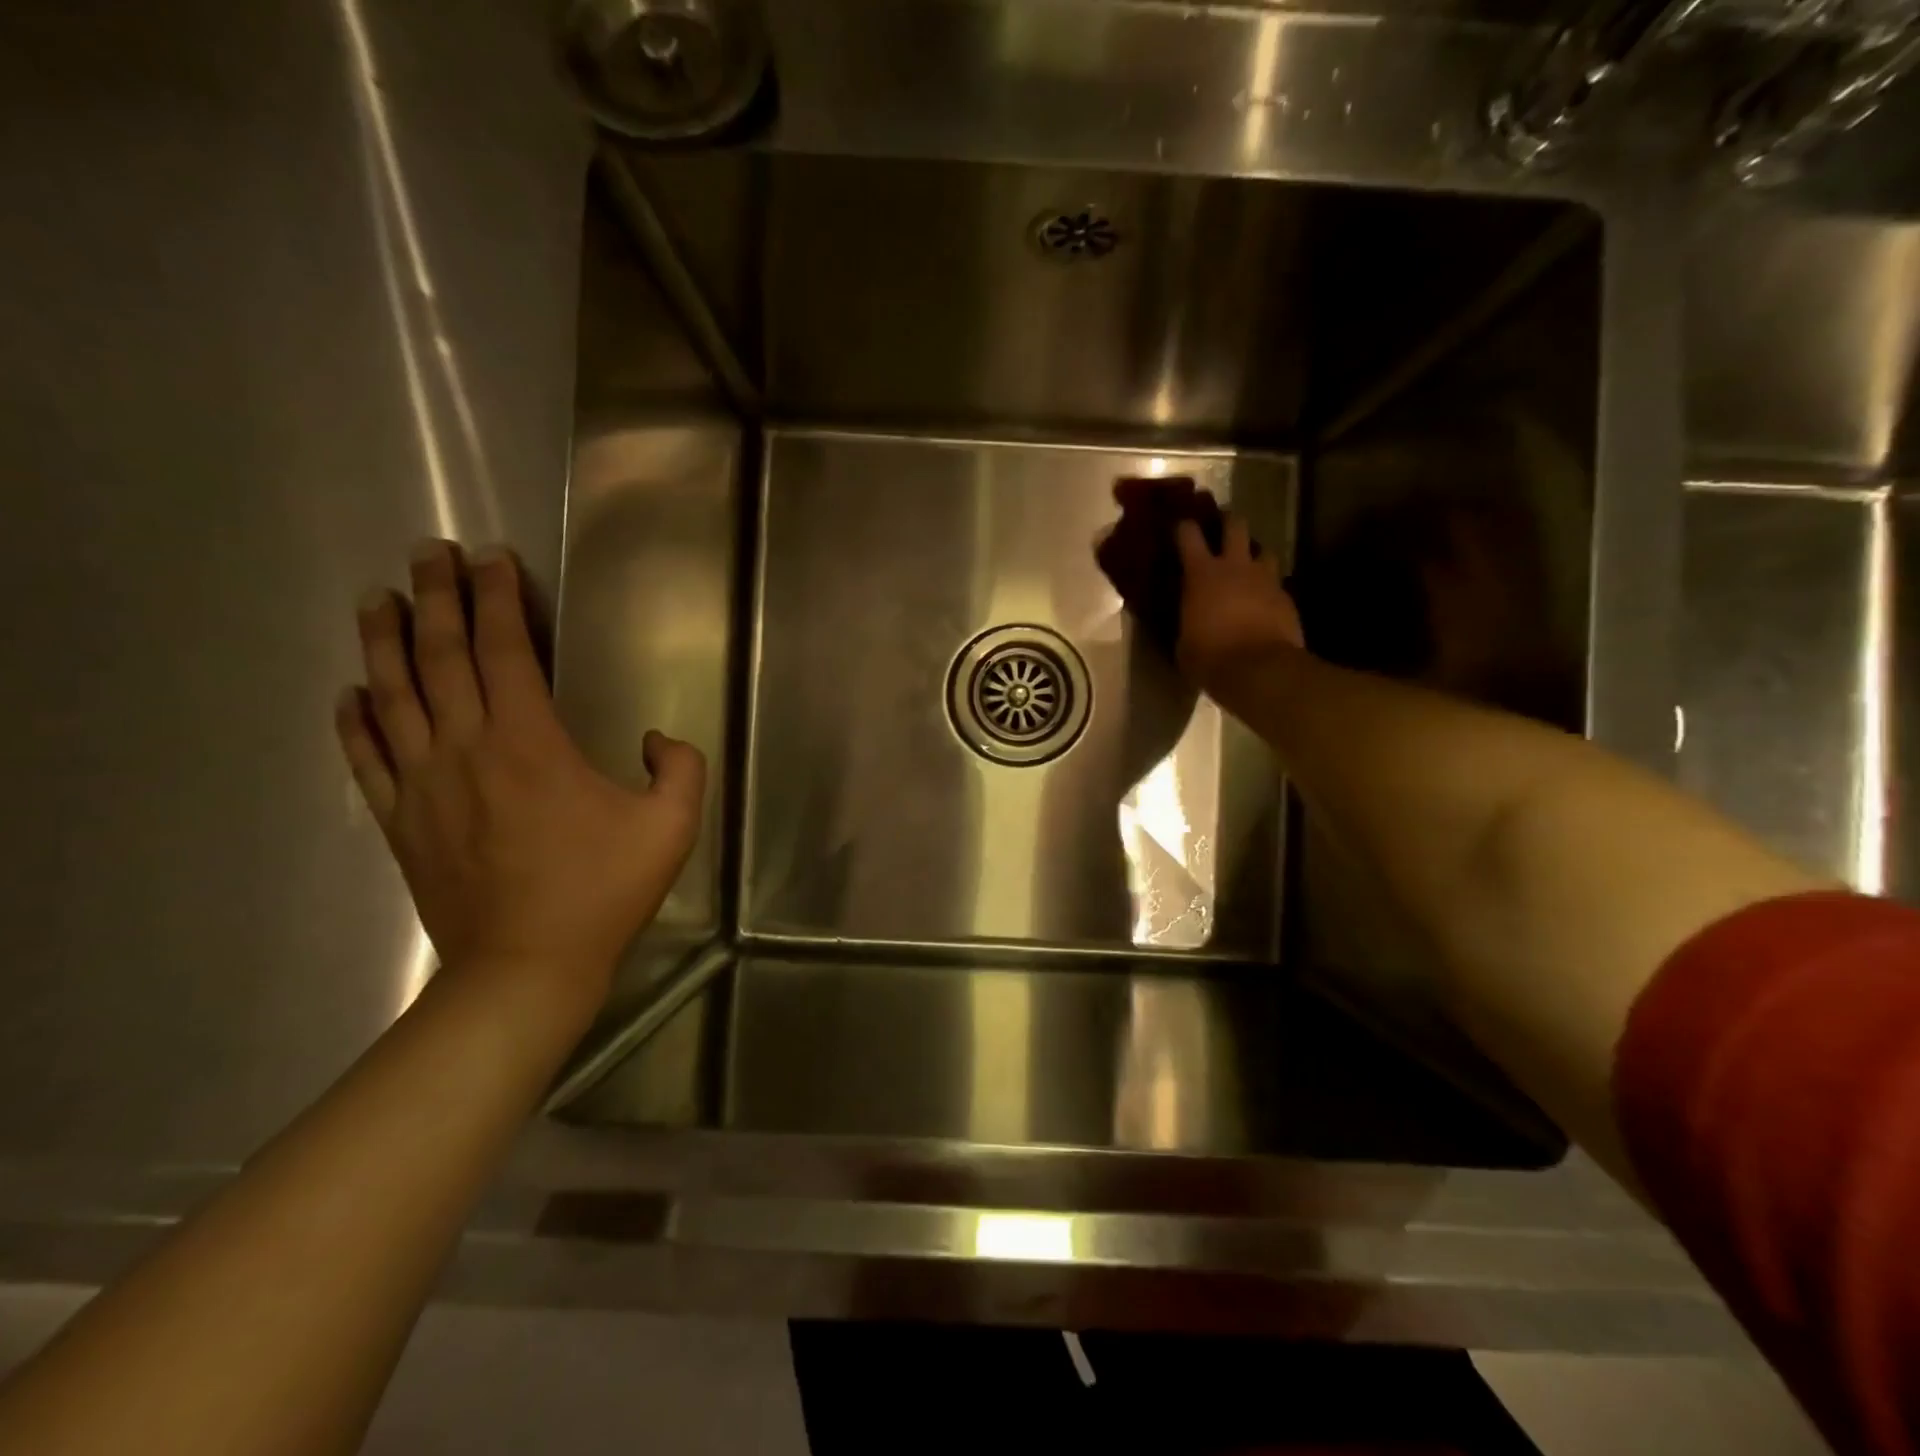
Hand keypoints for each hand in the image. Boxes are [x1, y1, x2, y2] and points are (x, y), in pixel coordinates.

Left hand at [335, 541, 704, 1024]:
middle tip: (428, 553)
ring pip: (392, 696)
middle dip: (437, 598)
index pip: (506, 652)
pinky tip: (350, 692)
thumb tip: (656, 739)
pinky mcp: (401, 821)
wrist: (527, 966)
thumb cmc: (602, 891)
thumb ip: (679, 768)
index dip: (498, 600)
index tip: (492, 559)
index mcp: (530, 743)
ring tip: (379, 599)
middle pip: (441, 658)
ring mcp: (423, 785)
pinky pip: (366, 758)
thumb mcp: (671, 826)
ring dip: (385, 642)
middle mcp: (466, 749)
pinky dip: (354, 720)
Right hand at [1174, 515, 1305, 694]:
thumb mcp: (1183, 642)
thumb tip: (1188, 621)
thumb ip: (1186, 621)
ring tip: (1248, 566)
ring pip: (1264, 550)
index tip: (1179, 526)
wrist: (1260, 671)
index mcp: (1202, 574)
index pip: (1189, 534)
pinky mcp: (1287, 598)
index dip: (1183, 527)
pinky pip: (1276, 583)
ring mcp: (1266, 580)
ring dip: (1254, 555)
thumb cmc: (1210, 657)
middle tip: (1221, 526)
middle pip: (1236, 525)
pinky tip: (1263, 602)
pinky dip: (1268, 588)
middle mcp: (1235, 567)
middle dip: (1228, 521)